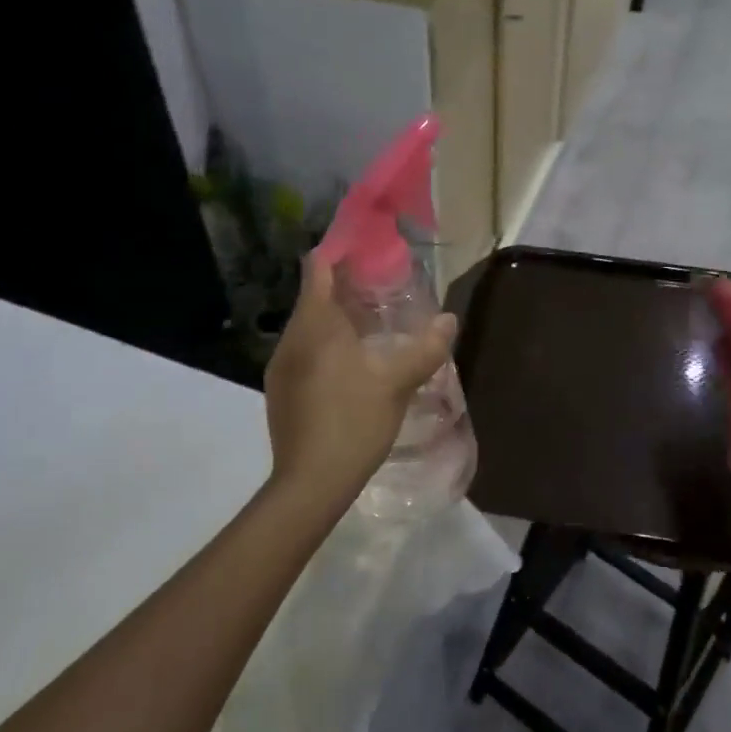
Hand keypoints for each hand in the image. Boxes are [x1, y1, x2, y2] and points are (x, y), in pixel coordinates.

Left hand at [263, 257, 456, 504]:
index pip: (318, 268)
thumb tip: (449, 320)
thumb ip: (425, 348)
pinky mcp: (281, 391)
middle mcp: (291, 338)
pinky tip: (353, 368)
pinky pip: (305, 352)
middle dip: (346, 289)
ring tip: (373, 329)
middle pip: (315, 297)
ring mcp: (281, 366)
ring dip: (338, 321)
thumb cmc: (353, 420)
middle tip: (384, 291)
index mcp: (315, 324)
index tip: (367, 248)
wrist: (310, 483)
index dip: (340, 252)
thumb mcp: (397, 382)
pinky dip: (327, 347)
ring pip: (310, 328)